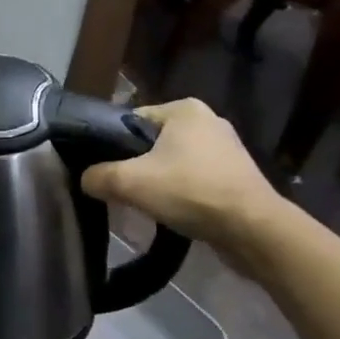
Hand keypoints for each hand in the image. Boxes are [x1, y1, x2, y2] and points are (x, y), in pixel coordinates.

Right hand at [80, 98, 277, 257]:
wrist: (254, 230)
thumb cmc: (191, 191)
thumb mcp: (130, 183)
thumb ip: (98, 176)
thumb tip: (85, 180)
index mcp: (184, 108)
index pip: (132, 120)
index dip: (114, 145)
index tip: (107, 171)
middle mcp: (207, 120)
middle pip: (152, 142)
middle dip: (138, 165)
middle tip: (125, 190)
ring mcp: (227, 148)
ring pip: (174, 161)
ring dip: (161, 180)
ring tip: (149, 204)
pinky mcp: (238, 175)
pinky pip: (196, 178)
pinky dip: (183, 192)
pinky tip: (175, 211)